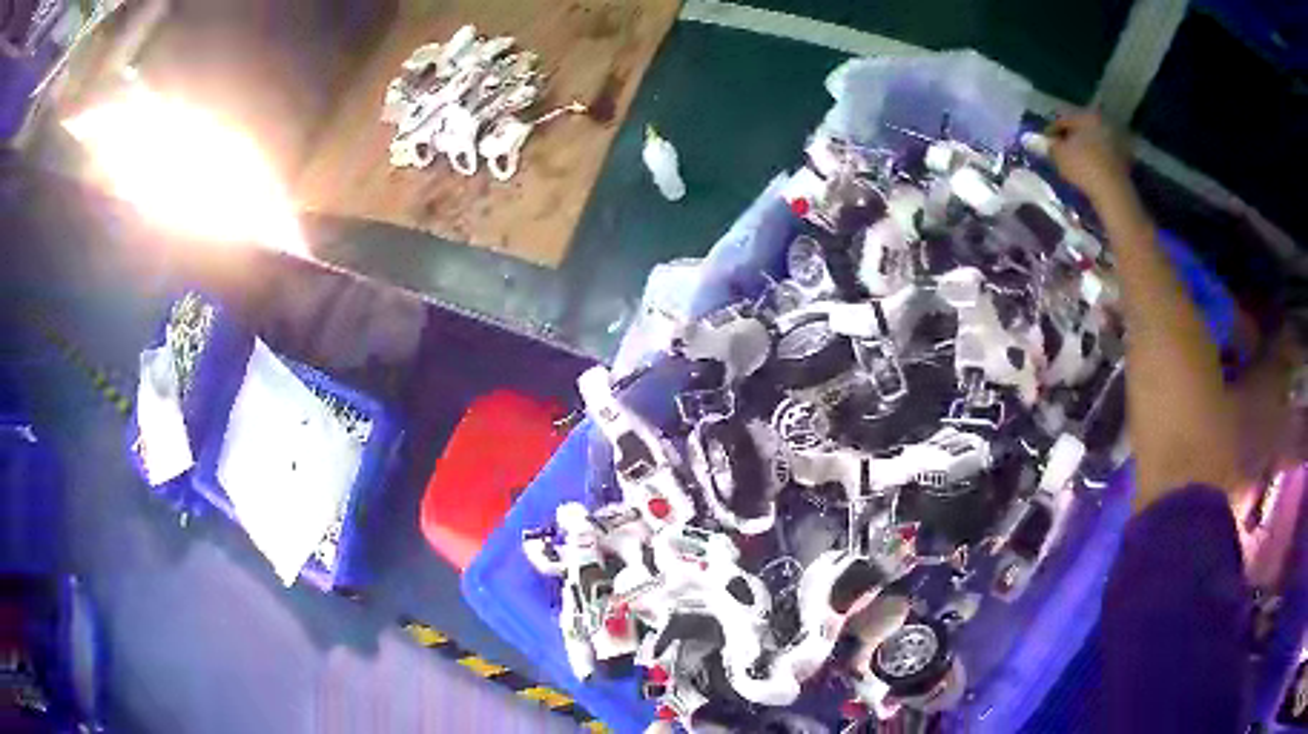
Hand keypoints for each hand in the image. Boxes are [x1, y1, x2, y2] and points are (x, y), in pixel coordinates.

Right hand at [1047, 112, 1133, 205]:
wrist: (1114, 194)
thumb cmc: (1084, 167)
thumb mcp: (1058, 154)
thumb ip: (1046, 145)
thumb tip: (1032, 140)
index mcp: (1087, 116)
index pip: (1063, 119)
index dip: (1050, 131)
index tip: (1043, 144)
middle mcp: (1103, 123)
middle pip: (1080, 130)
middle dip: (1069, 141)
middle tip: (1058, 154)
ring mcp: (1116, 142)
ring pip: (1092, 144)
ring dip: (1082, 152)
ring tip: (1072, 166)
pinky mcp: (1124, 162)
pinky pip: (1103, 158)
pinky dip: (1094, 162)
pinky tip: (1087, 174)